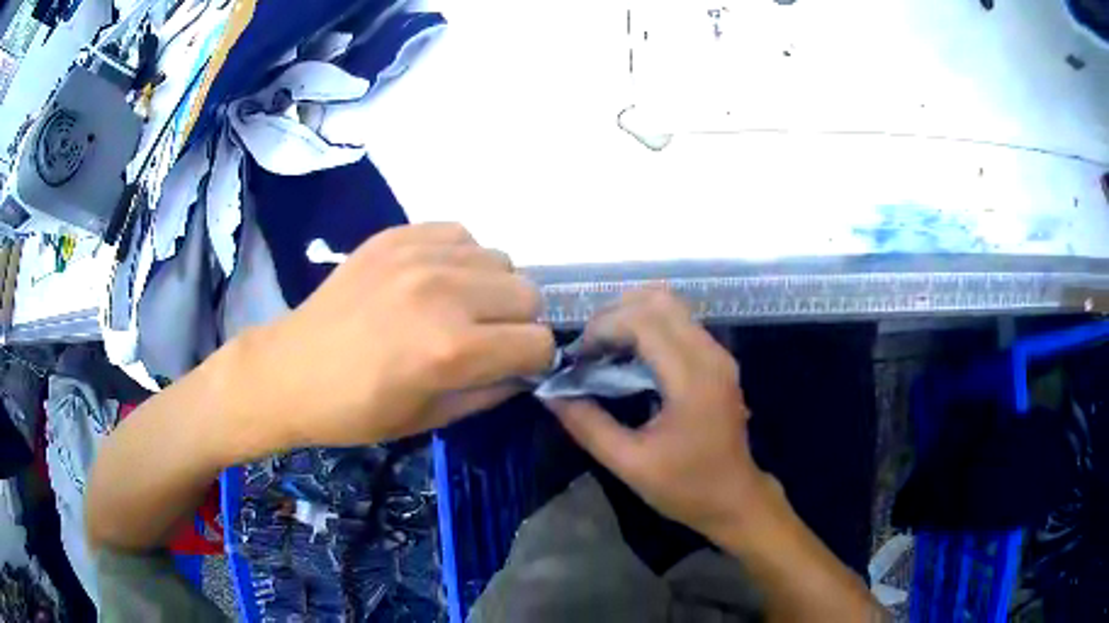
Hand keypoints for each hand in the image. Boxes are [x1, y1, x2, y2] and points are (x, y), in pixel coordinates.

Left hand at [240, 223, 554, 447]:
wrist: (291, 371)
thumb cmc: (356, 410)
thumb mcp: (430, 419)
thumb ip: (491, 392)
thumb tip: (524, 370)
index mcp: (452, 349)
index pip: (538, 342)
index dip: (532, 361)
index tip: (513, 368)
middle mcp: (444, 292)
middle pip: (528, 294)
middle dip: (518, 323)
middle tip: (487, 339)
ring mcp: (418, 256)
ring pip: (501, 260)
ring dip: (492, 289)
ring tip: (458, 307)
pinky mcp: (397, 235)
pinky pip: (461, 235)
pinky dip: (462, 259)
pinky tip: (434, 280)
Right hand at [547, 290, 770, 539]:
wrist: (736, 499)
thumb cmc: (686, 487)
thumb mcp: (629, 463)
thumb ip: (587, 425)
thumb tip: (550, 394)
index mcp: (692, 378)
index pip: (643, 321)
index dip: (603, 328)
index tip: (576, 357)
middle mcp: (710, 354)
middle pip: (658, 300)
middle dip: (614, 315)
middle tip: (588, 349)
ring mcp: (718, 354)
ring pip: (670, 306)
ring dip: (631, 317)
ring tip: (604, 350)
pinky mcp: (717, 360)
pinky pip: (679, 323)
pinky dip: (648, 327)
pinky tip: (628, 357)